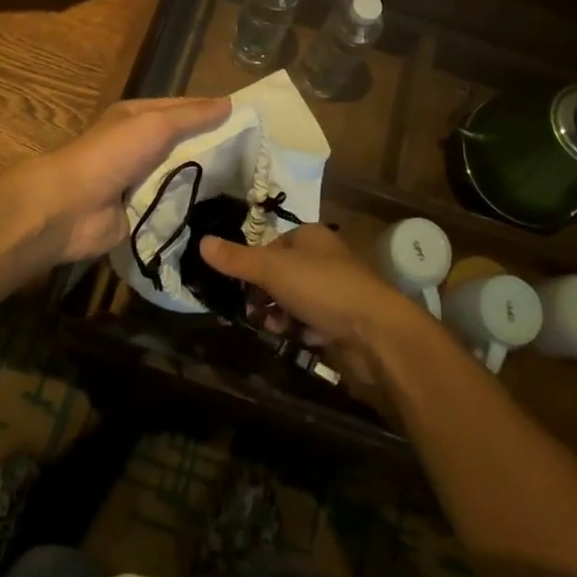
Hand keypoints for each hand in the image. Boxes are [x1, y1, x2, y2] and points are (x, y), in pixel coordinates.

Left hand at [15, 97, 230, 264]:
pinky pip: (172, 207)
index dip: (213, 112)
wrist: (72, 207)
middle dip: (214, 149)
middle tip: (256, 159)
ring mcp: (138, 181)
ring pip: (180, 176)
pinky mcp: (139, 212)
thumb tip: (230, 104)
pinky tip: (222, 212)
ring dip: (204, 180)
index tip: (249, 122)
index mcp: (138, 117)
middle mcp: (138, 145)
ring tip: (247, 186)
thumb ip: (193, 116)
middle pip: (184, 143)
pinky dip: (191, 208)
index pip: (183, 109)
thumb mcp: (156, 124)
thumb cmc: (113, 154)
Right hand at [199, 224, 420, 354]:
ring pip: (294, 301)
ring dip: (281, 317)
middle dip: (266, 296)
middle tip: (256, 314)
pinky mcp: (343, 320)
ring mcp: (335, 290)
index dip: (255, 267)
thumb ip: (237, 259)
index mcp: (310, 236)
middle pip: (281, 275)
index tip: (242, 289)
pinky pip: (312, 322)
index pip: (271, 246)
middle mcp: (323, 258)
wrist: (374, 331)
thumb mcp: (273, 269)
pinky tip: (301, 340)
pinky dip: (302, 331)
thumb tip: (201, 242)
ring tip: (276, 330)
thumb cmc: (322, 287)